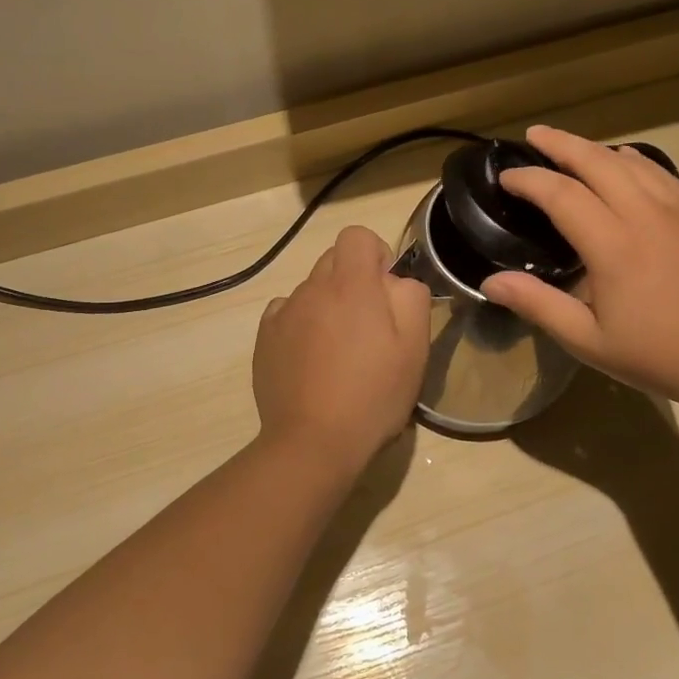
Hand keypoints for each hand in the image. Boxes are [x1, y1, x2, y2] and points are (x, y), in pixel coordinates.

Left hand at [254, 226, 431, 469]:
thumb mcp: (415, 347)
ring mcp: (283, 313)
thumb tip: (396, 281)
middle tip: (368, 326)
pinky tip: (311, 360)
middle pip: (333, 260)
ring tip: (339, 351)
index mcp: (351, 285)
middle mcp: (312, 288)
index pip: (357, 236)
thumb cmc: (373, 395)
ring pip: (310, 289)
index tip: (385, 291)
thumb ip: (411, 298)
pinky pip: (286, 314)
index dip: (376, 254)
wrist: (313, 442)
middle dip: (353, 281)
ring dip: (327, 305)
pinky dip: (301, 325)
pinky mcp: (264, 338)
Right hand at [480, 126, 678, 411]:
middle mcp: (646, 215)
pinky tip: (627, 162)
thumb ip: (538, 304)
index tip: (507, 176)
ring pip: (633, 161)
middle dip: (561, 144)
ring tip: (573, 148)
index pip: (561, 194)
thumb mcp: (587, 340)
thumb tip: (490, 281)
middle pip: (598, 161)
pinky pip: (663, 174)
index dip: (529, 179)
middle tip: (535, 134)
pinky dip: (636, 160)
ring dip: (597, 148)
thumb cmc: (657, 356)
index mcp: (613, 245)